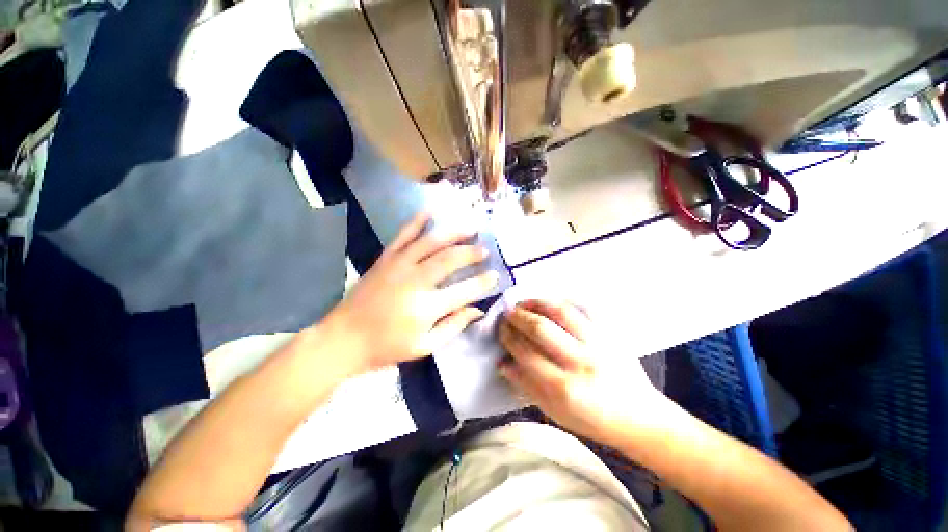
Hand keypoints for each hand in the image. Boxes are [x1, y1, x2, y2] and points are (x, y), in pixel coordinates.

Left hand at [327, 212, 498, 371]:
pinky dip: (417, 221)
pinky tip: (430, 211)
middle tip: (484, 250)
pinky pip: (403, 235)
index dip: (483, 283)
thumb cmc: (387, 346)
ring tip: (470, 227)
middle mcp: (414, 281)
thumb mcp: (425, 346)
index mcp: (426, 307)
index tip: (496, 275)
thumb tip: (478, 310)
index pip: (464, 291)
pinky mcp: (385, 259)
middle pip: (449, 259)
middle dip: (471, 253)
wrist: (344, 337)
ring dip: (453, 233)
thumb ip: (453, 326)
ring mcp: (398, 266)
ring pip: (431, 242)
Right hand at [498, 300, 668, 444]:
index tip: (501, 329)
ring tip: (525, 303)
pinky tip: (550, 303)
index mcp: (564, 388)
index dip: (509, 337)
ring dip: (537, 303)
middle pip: (541, 328)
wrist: (640, 416)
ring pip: (561, 312)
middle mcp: (580, 361)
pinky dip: (562, 302)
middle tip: (508, 313)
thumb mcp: (555, 412)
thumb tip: (503, 362)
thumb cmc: (593, 420)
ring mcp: (598, 344)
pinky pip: (583, 309)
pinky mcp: (610, 333)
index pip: (526, 353)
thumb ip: (526, 386)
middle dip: (518, 317)